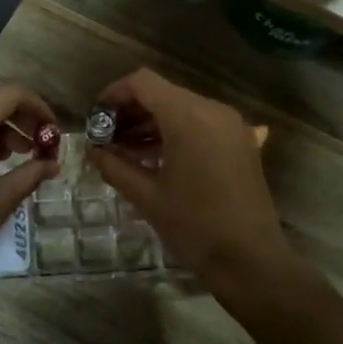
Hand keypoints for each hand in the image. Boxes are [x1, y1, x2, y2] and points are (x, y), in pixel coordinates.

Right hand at [84, 68, 294, 293]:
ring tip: (125, 151)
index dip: (114, 94)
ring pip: (182, 108)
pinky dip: (176, 133)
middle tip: (106, 138)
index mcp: (188, 117)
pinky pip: (201, 124)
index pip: (143, 83)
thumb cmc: (195, 227)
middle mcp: (213, 110)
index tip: (95, 118)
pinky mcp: (241, 142)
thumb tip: (91, 149)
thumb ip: (114, 166)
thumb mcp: (147, 197)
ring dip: (152, 123)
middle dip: (131, 111)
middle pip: (163, 93)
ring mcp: (231, 125)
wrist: (251, 261)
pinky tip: (158, 159)